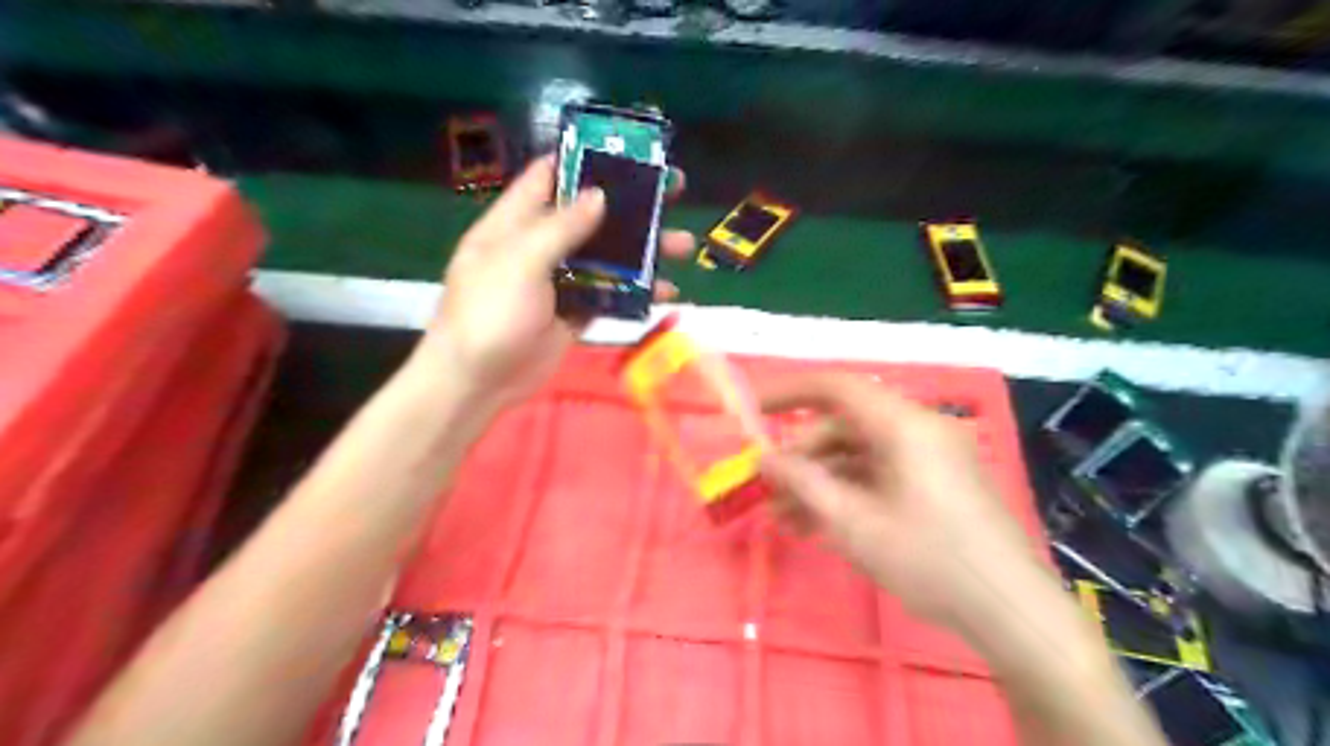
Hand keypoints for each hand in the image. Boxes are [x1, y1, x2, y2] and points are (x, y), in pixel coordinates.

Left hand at [419, 159, 697, 409]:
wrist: (478, 382)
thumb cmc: (488, 314)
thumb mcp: (518, 262)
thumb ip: (559, 228)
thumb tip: (599, 195)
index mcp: (515, 223)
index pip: (549, 177)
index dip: (584, 160)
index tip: (627, 152)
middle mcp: (539, 246)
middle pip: (590, 216)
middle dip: (630, 206)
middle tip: (674, 192)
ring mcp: (559, 282)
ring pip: (607, 257)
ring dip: (644, 252)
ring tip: (684, 246)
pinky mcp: (575, 313)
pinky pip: (610, 295)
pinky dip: (637, 292)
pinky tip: (667, 292)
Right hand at [763, 372, 1056, 635]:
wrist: (1010, 609)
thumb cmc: (929, 559)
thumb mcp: (853, 522)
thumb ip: (803, 482)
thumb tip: (763, 458)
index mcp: (903, 425)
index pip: (836, 387)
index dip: (789, 393)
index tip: (753, 411)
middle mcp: (918, 428)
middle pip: (844, 425)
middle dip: (803, 455)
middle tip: (771, 489)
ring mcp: (930, 454)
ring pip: (859, 452)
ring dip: (821, 479)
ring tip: (786, 519)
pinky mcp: (936, 480)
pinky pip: (880, 472)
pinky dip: (848, 490)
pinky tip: (820, 523)